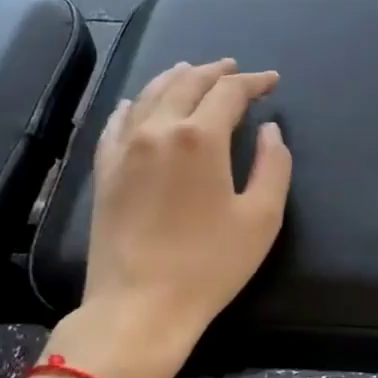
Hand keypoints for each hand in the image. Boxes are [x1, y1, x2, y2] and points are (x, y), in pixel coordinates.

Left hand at [48, 59, 291, 377]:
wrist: (139, 307)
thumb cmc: (209, 265)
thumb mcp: (261, 218)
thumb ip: (273, 165)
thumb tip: (269, 130)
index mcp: (199, 137)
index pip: (229, 92)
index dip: (254, 82)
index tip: (272, 82)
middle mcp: (158, 129)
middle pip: (187, 83)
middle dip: (215, 72)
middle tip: (235, 70)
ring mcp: (125, 148)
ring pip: (150, 95)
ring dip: (176, 78)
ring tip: (192, 72)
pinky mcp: (105, 170)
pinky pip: (118, 122)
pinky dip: (135, 104)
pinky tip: (138, 104)